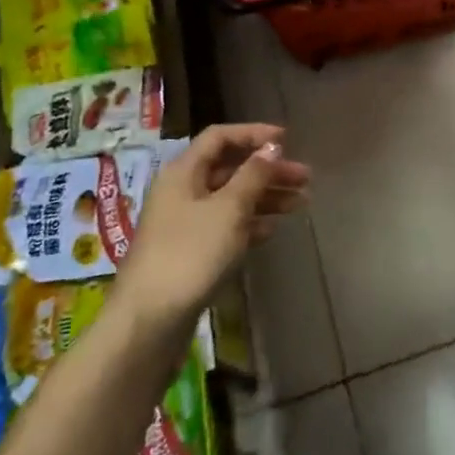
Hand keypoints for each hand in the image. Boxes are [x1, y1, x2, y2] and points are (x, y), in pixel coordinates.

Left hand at [118, 124, 310, 320]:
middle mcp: (182, 192)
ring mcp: (185, 224)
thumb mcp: (228, 209)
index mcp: (183, 172)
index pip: (219, 137)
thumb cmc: (190, 254)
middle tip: (305, 178)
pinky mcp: (190, 253)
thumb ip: (253, 175)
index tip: (287, 140)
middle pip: (230, 169)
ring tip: (300, 204)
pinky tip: (272, 230)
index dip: (253, 134)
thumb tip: (271, 147)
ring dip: (265, 197)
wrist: (149, 321)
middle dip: (268, 171)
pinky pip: (226, 226)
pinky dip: (250, 223)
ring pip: (231, 199)